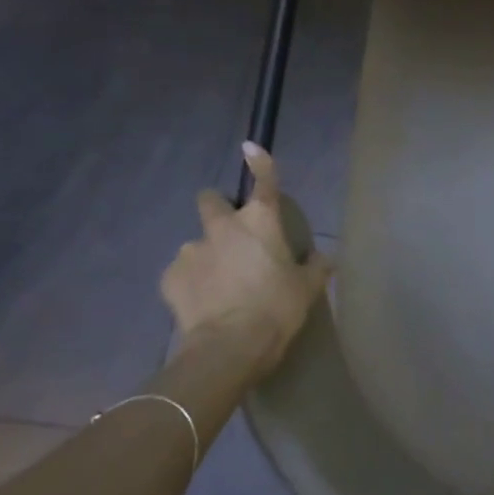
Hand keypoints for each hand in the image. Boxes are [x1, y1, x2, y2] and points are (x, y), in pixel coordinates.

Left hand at [159, 143, 332, 376]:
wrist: (229, 347)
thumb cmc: (277, 309)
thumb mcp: (307, 289)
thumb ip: (316, 267)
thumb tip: (324, 258)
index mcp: (261, 222)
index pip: (263, 180)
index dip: (259, 162)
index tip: (250, 147)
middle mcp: (223, 227)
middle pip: (211, 199)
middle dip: (218, 208)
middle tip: (232, 234)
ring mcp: (191, 250)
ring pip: (197, 241)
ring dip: (208, 253)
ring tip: (220, 283)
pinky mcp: (169, 277)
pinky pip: (181, 271)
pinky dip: (191, 280)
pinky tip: (204, 301)